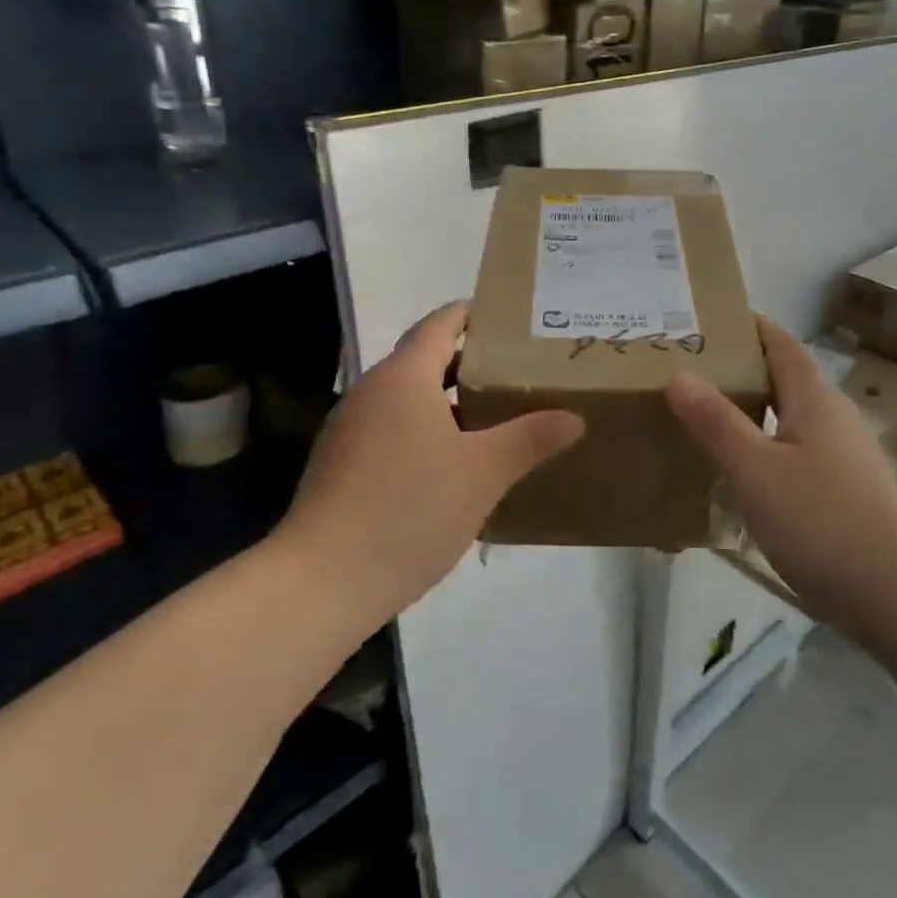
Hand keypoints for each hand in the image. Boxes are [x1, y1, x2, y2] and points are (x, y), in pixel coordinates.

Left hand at [281, 302, 583, 616]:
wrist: (322, 581)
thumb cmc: (410, 509)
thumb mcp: (483, 473)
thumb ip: (530, 438)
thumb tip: (573, 418)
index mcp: (404, 377)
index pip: (442, 323)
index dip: (476, 315)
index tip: (514, 322)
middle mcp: (372, 391)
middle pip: (426, 360)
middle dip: (472, 364)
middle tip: (521, 373)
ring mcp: (351, 429)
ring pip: (409, 400)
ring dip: (450, 403)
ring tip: (496, 420)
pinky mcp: (341, 464)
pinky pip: (393, 430)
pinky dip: (426, 433)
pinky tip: (454, 466)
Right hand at [664, 317, 896, 624]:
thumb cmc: (822, 520)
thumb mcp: (755, 469)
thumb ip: (716, 422)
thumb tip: (678, 374)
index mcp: (814, 399)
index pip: (781, 343)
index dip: (750, 326)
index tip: (707, 319)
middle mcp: (833, 418)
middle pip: (784, 380)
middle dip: (741, 371)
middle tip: (688, 372)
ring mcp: (844, 458)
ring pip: (789, 421)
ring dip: (751, 414)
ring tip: (702, 421)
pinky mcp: (844, 494)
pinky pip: (795, 457)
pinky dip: (764, 453)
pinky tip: (738, 478)